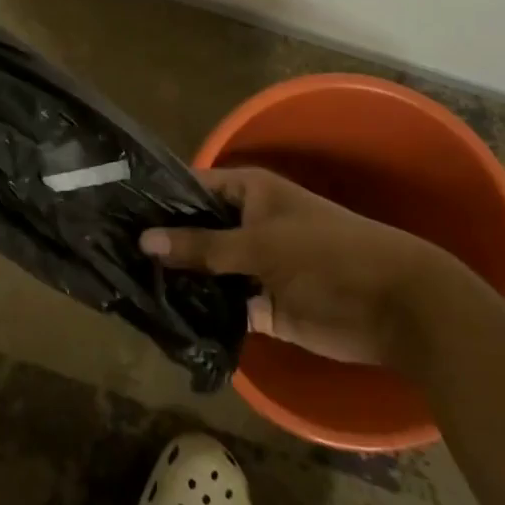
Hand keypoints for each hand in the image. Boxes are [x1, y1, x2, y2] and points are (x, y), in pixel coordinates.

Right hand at [139, 166, 471, 368]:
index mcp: (248, 192)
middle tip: (109, 252)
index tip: (113, 209)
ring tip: (125, 285)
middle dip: (161, 242)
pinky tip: (162, 316)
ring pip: (205, 269)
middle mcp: (246, 223)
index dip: (156, 197)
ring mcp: (253, 265)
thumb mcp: (259, 244)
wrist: (396, 308)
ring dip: (177, 279)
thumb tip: (143, 241)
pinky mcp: (262, 305)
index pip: (190, 187)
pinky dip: (201, 311)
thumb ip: (201, 245)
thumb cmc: (326, 254)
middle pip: (194, 230)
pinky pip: (223, 304)